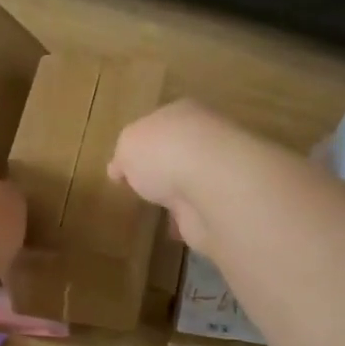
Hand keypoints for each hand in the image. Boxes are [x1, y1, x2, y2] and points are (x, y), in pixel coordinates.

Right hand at [108, 99, 241, 246]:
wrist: (213, 186)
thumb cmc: (164, 152)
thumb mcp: (128, 145)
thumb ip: (123, 156)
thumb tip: (119, 169)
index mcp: (182, 113)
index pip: (159, 124)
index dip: (142, 143)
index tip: (126, 164)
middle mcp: (205, 138)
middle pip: (178, 152)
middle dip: (164, 168)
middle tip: (144, 187)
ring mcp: (218, 172)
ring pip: (191, 182)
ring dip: (178, 195)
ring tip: (156, 212)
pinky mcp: (225, 205)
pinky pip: (199, 211)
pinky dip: (188, 220)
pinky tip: (173, 231)